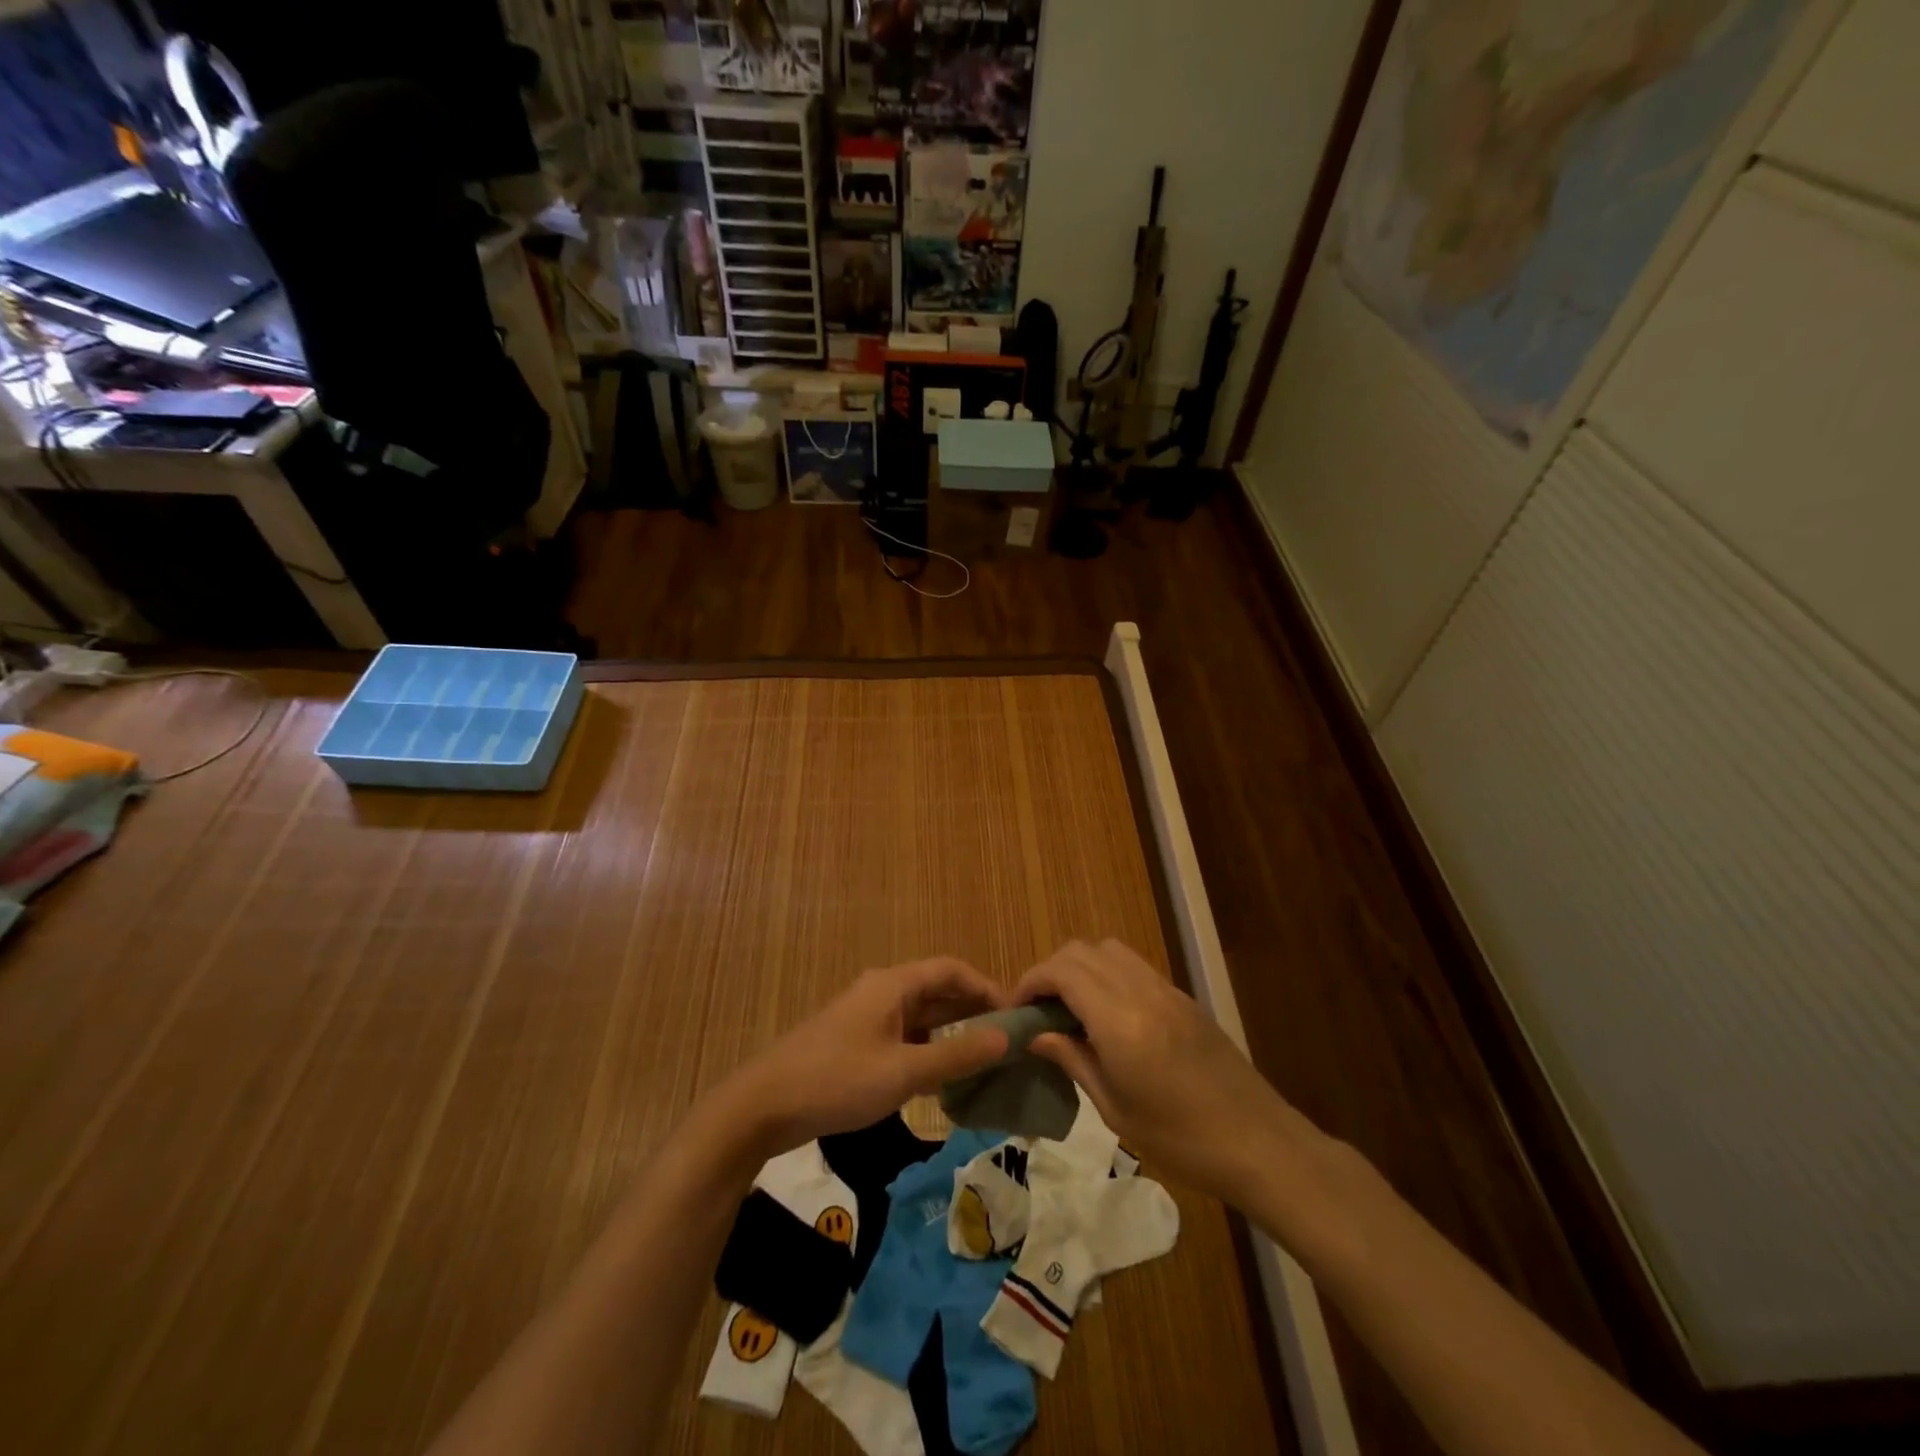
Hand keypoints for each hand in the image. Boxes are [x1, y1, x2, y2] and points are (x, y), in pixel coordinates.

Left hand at [725, 958, 1010, 1157]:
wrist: (763, 1106)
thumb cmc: (838, 1080)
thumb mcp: (903, 1071)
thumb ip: (957, 1056)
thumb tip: (1006, 1037)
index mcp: (893, 985)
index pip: (951, 970)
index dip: (985, 987)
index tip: (1015, 1014)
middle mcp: (881, 992)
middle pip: (936, 990)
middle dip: (971, 1010)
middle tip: (1006, 1040)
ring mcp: (865, 1017)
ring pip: (919, 1017)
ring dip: (950, 1033)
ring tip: (983, 1060)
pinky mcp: (854, 1042)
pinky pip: (902, 1036)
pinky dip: (926, 1050)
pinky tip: (941, 1080)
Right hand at [1016, 940, 1305, 1202]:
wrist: (1260, 1143)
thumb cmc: (1182, 1140)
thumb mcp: (1116, 1109)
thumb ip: (1073, 1060)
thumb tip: (1036, 1034)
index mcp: (1120, 1020)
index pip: (1062, 971)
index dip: (1030, 982)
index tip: (1016, 1012)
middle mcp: (1141, 991)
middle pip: (1082, 950)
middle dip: (1051, 971)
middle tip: (1038, 1011)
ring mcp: (1166, 989)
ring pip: (1109, 950)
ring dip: (1080, 967)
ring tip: (1070, 1010)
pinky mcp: (1182, 997)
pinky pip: (1134, 966)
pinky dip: (1107, 975)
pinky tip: (1107, 1016)